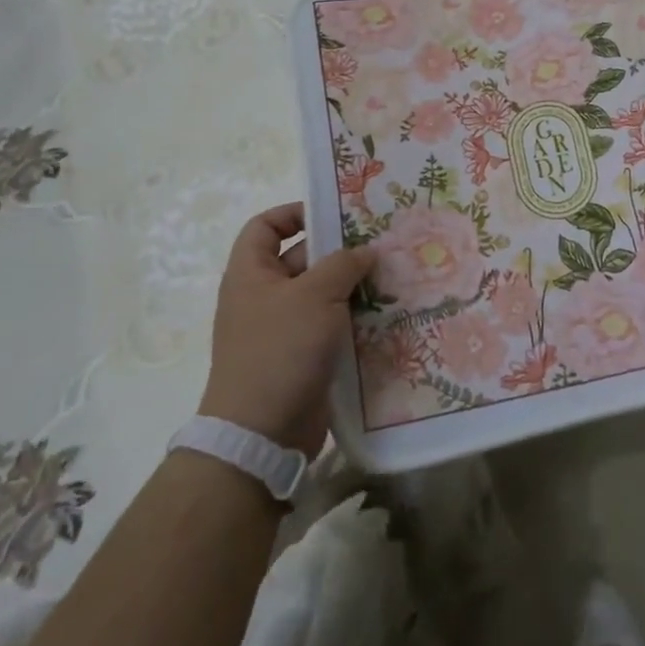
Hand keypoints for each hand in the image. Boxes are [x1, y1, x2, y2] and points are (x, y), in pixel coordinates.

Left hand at [198, 203, 374, 455]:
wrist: (262, 432)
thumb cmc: (281, 349)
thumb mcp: (316, 294)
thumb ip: (344, 264)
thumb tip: (365, 252)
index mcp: (251, 273)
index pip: (265, 226)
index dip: (295, 213)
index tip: (334, 215)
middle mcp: (263, 296)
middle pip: (301, 258)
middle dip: (339, 252)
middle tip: (381, 246)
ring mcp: (282, 329)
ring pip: (321, 295)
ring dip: (353, 287)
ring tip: (393, 278)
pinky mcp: (301, 357)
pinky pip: (330, 326)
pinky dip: (353, 319)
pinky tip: (386, 315)